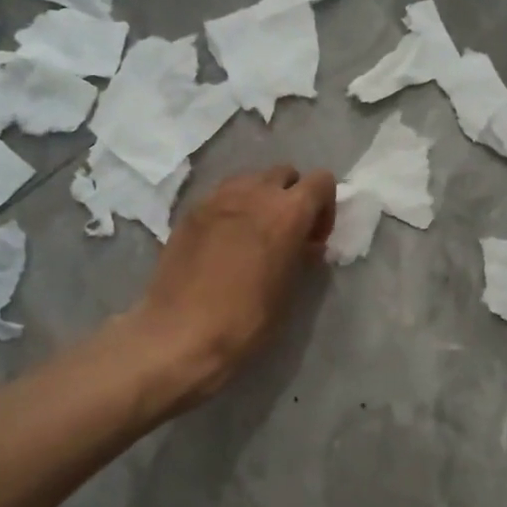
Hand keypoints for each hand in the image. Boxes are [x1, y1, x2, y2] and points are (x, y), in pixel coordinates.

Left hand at [128, 166, 335, 405]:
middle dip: (292, 196)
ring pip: (250, 179)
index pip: (321, 181)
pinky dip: (231, 209)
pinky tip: (224, 242)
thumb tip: (307, 244)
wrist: (181, 332)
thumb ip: (302, 256)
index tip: (314, 238)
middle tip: (286, 233)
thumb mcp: (288, 290)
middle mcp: (254, 193)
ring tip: (253, 234)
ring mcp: (217, 198)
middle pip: (284, 174)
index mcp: (287, 212)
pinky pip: (221, 196)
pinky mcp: (190, 211)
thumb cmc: (246, 318)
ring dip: (260, 198)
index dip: (325, 207)